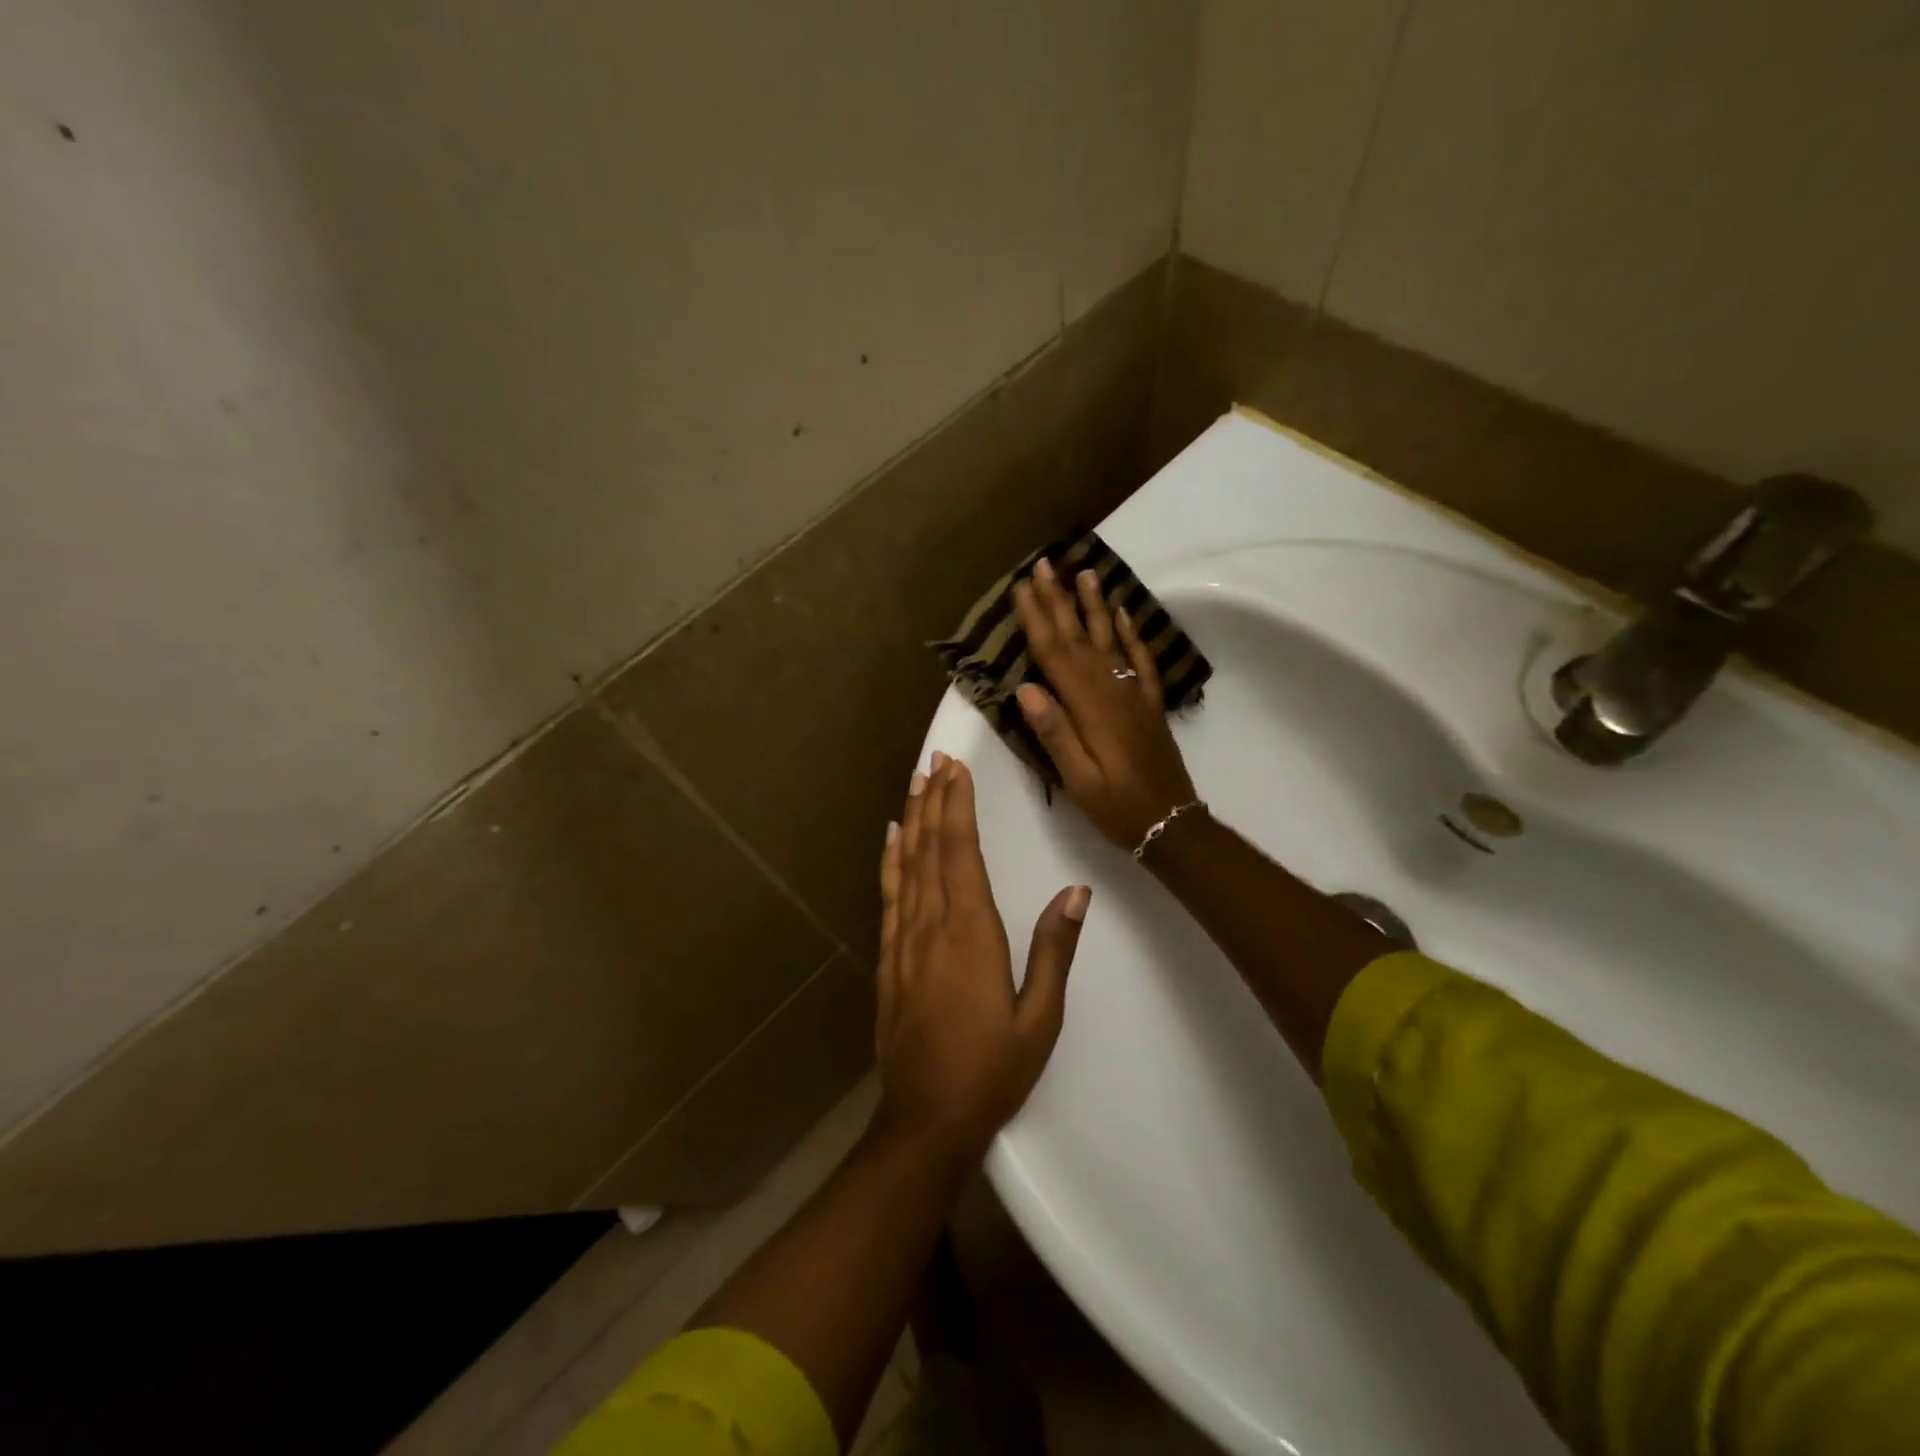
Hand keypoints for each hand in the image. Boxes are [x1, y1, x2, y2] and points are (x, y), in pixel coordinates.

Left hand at [875, 752, 1089, 1157]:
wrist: (926, 1120)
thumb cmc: (992, 1071)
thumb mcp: (1040, 1018)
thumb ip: (1054, 951)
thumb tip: (1075, 892)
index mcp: (970, 934)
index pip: (961, 853)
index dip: (958, 807)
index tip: (957, 769)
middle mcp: (931, 926)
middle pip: (931, 849)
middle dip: (934, 800)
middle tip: (936, 759)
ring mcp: (903, 942)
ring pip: (906, 866)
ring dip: (912, 821)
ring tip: (915, 783)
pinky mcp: (889, 959)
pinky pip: (889, 896)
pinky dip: (890, 861)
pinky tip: (892, 841)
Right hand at [1012, 558, 1198, 852]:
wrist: (1171, 822)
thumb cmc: (1117, 806)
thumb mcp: (1079, 780)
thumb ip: (1055, 733)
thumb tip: (1026, 689)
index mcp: (1089, 709)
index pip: (1056, 655)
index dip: (1037, 620)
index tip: (1022, 588)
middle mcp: (1112, 691)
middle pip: (1080, 638)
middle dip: (1059, 600)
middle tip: (1044, 565)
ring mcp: (1134, 694)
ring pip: (1110, 639)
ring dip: (1095, 605)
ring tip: (1084, 572)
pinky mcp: (1149, 703)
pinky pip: (1140, 659)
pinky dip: (1131, 633)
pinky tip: (1123, 612)